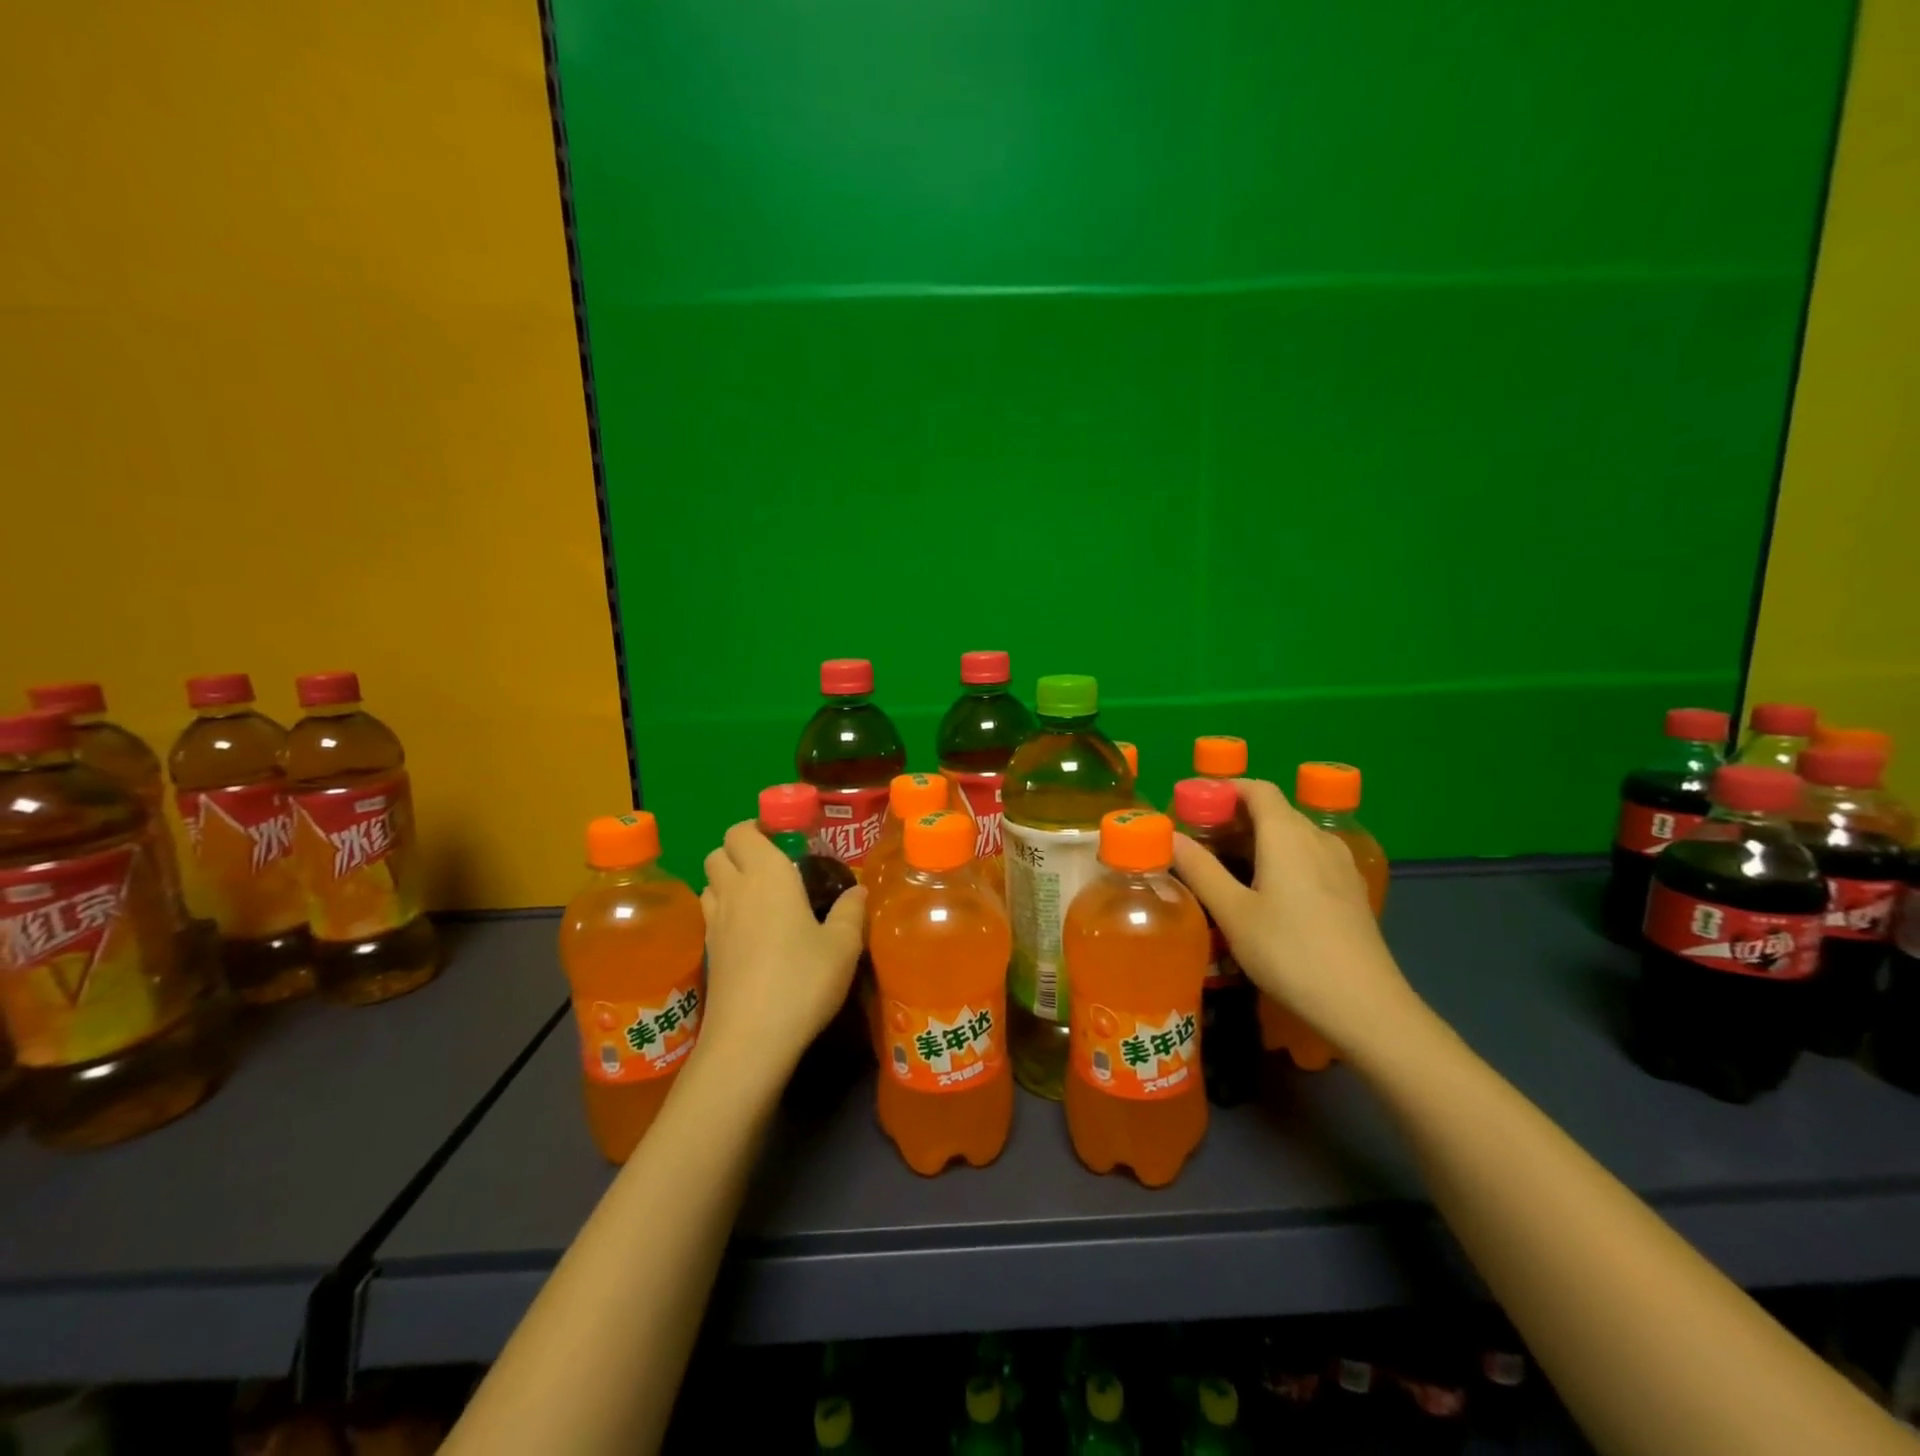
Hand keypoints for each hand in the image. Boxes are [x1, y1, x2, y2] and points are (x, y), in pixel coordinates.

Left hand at [697, 822, 865, 1089]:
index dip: (758, 828)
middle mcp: (734, 890)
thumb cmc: (802, 980)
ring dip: (728, 882)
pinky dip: (724, 914)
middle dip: (740, 852)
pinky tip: (751, 937)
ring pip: (709, 884)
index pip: (742, 831)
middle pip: (718, 852)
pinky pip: (710, 916)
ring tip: (761, 900)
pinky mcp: (708, 954)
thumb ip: (851, 912)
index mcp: (767, 874)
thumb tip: (858, 891)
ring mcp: (715, 923)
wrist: (750, 1040)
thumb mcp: (843, 946)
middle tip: (775, 869)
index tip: (785, 840)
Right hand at [1172, 778, 1417, 1055]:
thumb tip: (1169, 835)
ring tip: (1226, 865)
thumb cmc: (1289, 952)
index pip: (1257, 789)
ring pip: (1293, 834)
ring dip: (1258, 838)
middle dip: (1235, 816)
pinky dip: (1282, 857)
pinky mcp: (1350, 889)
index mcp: (1287, 835)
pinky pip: (1310, 856)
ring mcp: (1340, 864)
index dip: (1224, 789)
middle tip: (1199, 840)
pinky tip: (1267, 890)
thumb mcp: (1233, 913)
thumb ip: (1200, 869)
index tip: (1193, 806)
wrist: (1365, 1006)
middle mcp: (1317, 838)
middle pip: (1274, 810)